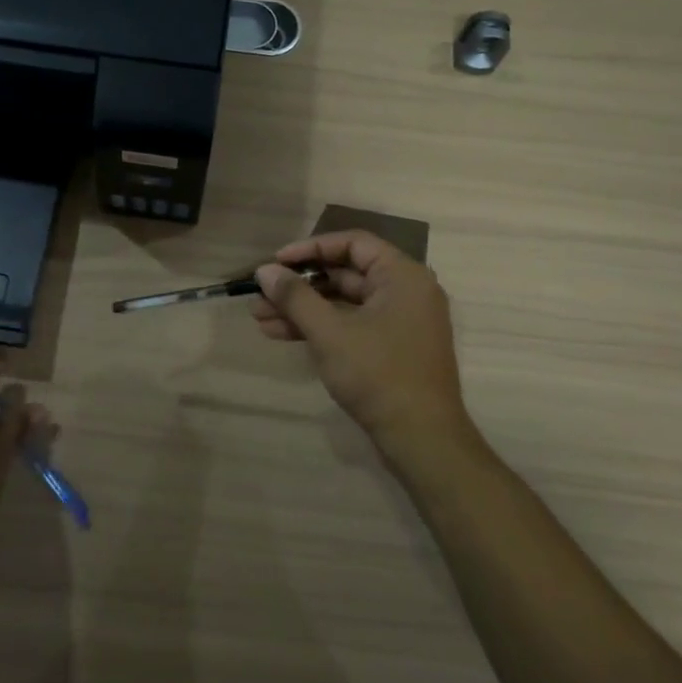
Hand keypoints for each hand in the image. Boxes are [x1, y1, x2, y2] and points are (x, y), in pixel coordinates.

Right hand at [253, 231, 476, 461]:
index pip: (353, 243)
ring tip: (259, 318)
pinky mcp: (390, 348)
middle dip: (299, 285)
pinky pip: (350, 325)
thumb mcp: (330, 332)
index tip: (276, 261)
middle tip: (261, 293)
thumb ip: (295, 297)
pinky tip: (280, 334)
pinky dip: (319, 328)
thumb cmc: (378, 374)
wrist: (421, 439)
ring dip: (302, 308)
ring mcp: (399, 322)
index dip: (310, 248)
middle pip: (345, 273)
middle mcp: (405, 292)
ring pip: (343, 303)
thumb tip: (264, 271)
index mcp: (402, 276)